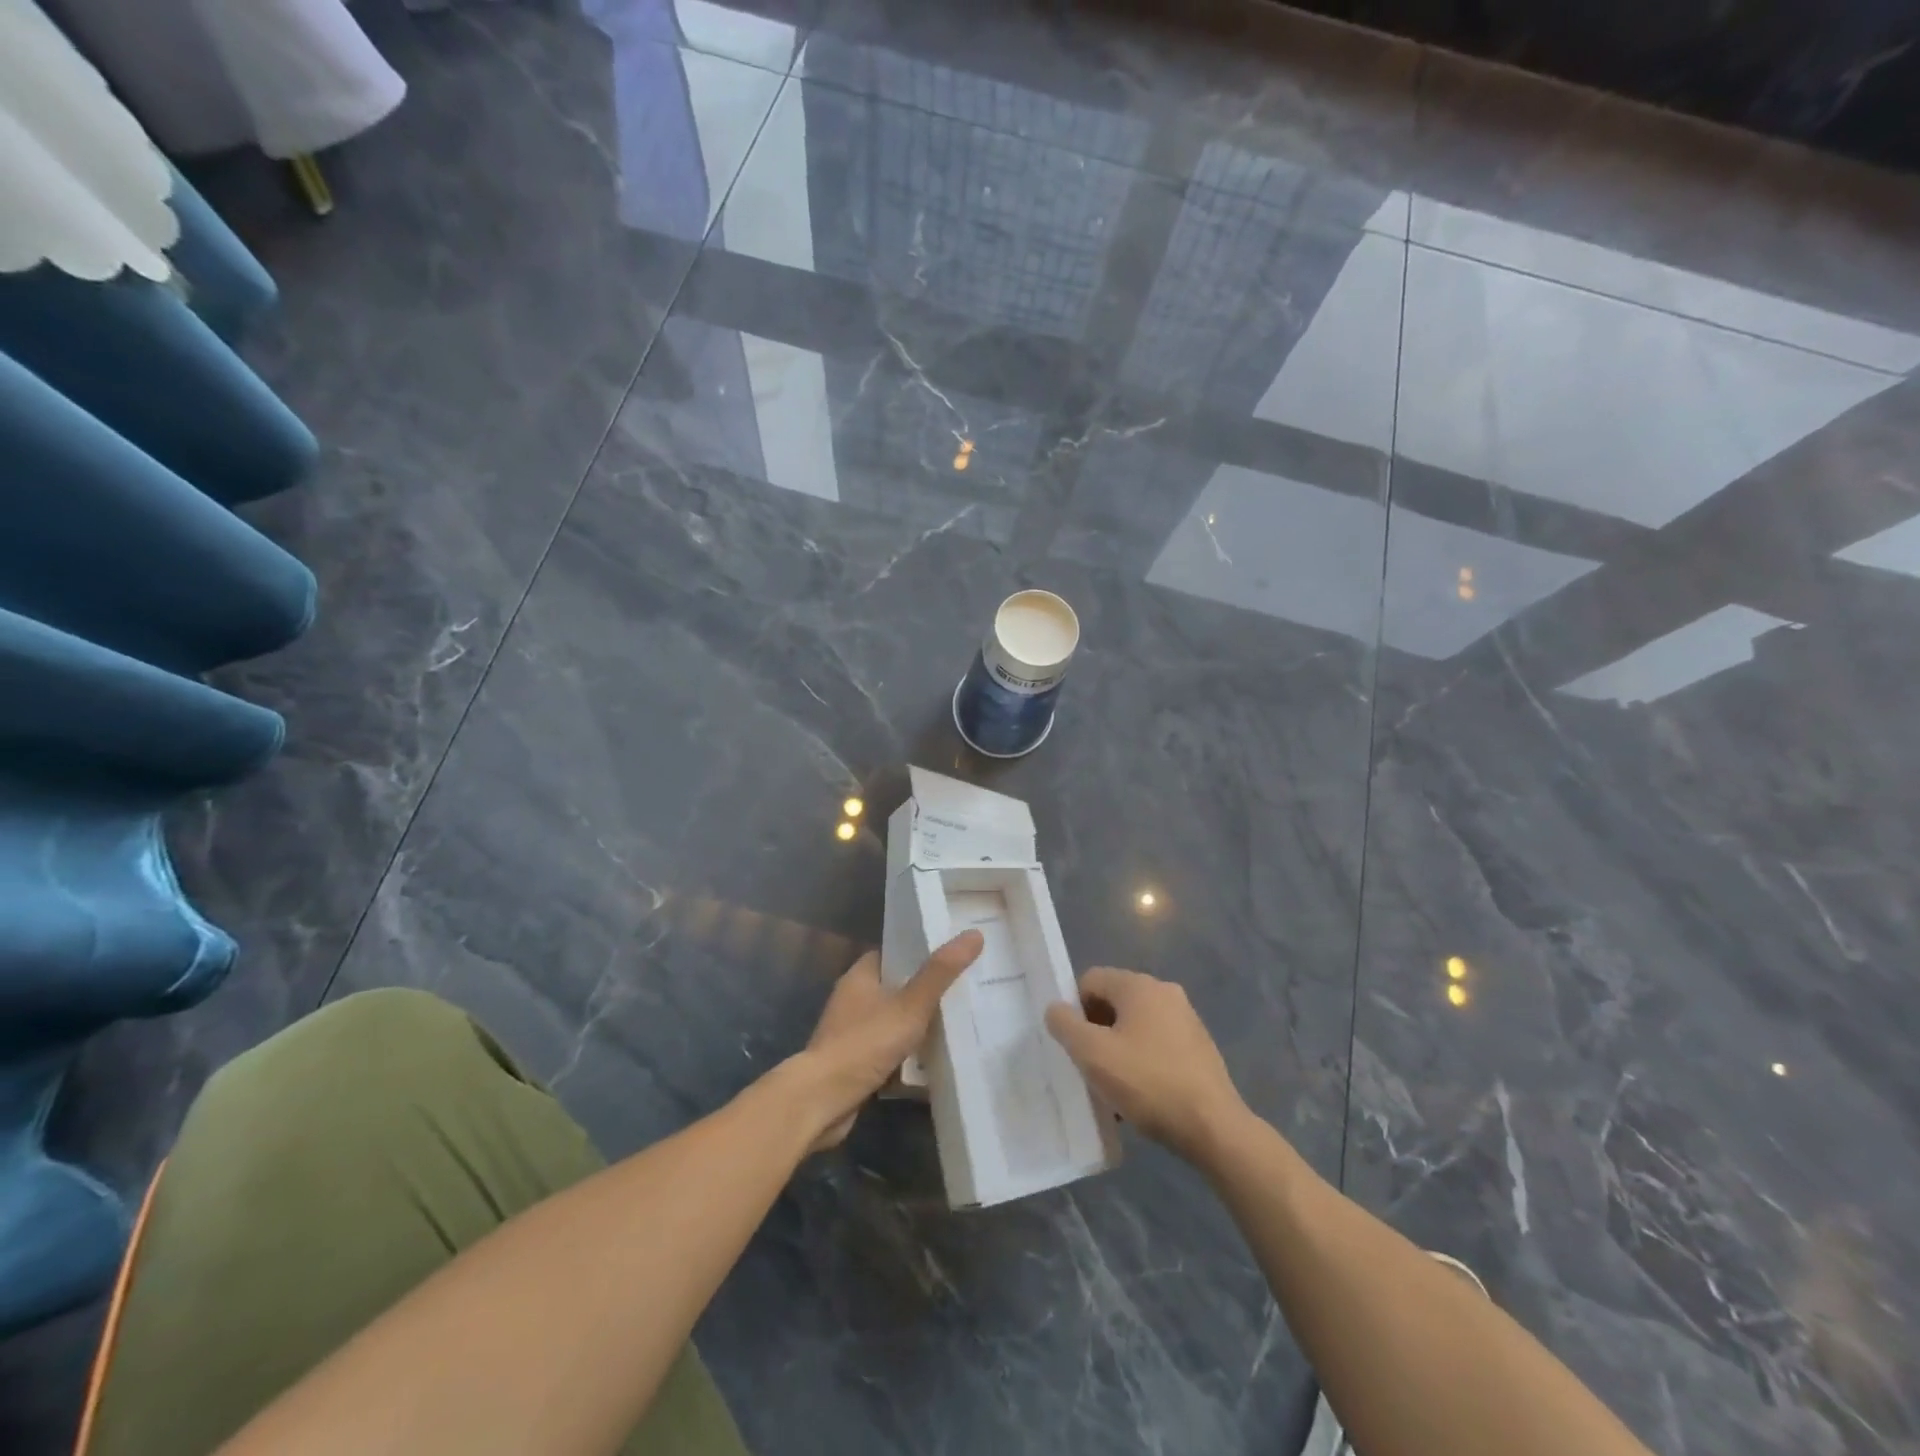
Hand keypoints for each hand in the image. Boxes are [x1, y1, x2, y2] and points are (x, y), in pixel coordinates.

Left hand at [792, 931, 983, 1151]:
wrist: (821, 1101)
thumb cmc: (864, 1044)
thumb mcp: (910, 1005)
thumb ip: (940, 973)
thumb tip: (973, 934)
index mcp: (860, 976)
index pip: (894, 952)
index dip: (922, 951)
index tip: (953, 954)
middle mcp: (853, 999)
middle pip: (896, 987)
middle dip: (925, 991)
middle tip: (964, 989)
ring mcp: (851, 1032)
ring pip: (893, 1020)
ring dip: (917, 1025)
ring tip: (957, 1023)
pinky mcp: (854, 1063)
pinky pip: (888, 1050)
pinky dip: (906, 1054)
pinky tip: (933, 1061)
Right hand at [1045, 967, 1246, 1164]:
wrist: (1214, 1127)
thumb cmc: (1147, 1083)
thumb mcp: (1093, 1055)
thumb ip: (1065, 1025)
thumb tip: (1055, 1009)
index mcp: (1139, 985)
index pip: (1090, 980)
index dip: (1074, 1009)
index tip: (1074, 1045)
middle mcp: (1165, 992)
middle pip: (1114, 1002)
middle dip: (1097, 1031)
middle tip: (1091, 1067)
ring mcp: (1187, 1019)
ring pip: (1136, 1025)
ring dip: (1119, 1049)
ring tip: (1114, 1088)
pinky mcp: (1199, 1047)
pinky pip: (1158, 1044)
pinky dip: (1143, 1062)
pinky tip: (1141, 1095)